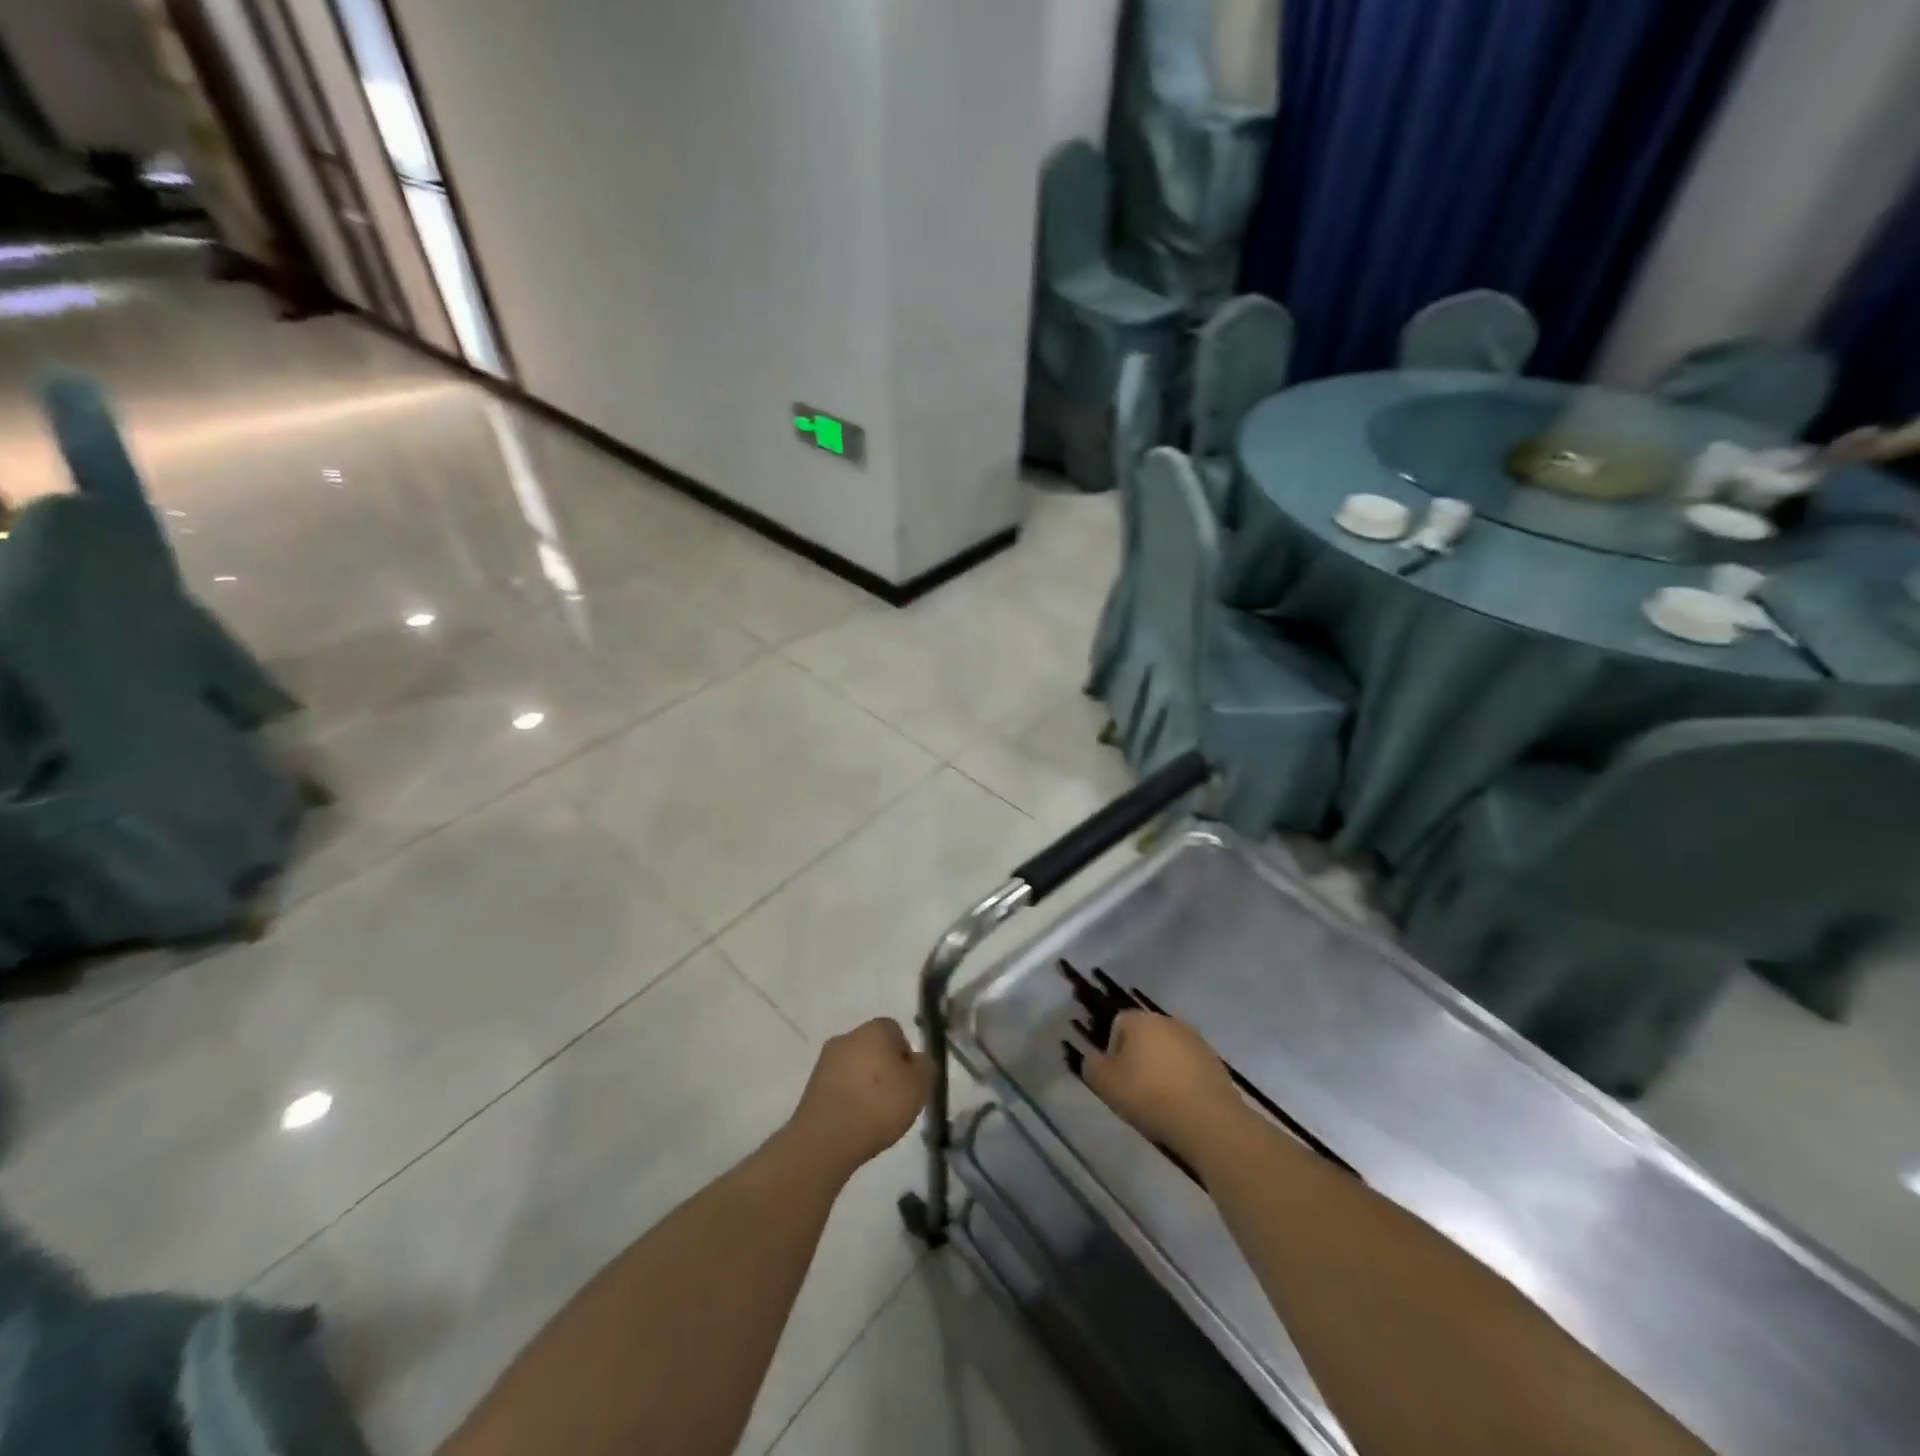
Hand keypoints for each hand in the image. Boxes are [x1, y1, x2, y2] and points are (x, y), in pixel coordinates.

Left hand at [788, 1019, 931, 1175]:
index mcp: (875, 1029)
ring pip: (855, 1067)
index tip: (909, 1083)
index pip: (896, 1032)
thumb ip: (925, 1067)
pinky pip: (839, 1086)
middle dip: (884, 1070)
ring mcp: (826, 1060)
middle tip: (894, 1100)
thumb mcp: (919, 1086)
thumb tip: (917, 1060)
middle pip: (873, 1048)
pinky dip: (848, 1099)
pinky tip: (854, 1122)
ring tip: (873, 1116)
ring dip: (864, 1085)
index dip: (905, 1057)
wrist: (826, 1139)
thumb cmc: (879, 1105)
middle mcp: (848, 1036)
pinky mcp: (812, 1085)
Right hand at [1078, 1011, 1246, 1165]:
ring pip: (1168, 1050)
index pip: (1118, 1024)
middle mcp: (1168, 1021)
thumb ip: (1091, 1066)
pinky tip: (1182, 1104)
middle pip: (1145, 1035)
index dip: (1112, 1051)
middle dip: (1138, 1057)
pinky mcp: (1215, 1062)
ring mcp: (1195, 1040)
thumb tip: (1093, 1058)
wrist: (1208, 1120)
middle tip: (1135, 1090)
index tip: (1116, 1078)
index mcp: (1141, 1020)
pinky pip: (1189, 1066)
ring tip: (1161, 1100)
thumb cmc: (1150, 1096)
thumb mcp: (1105, 1085)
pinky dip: (1183, 1080)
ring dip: (1162, 1068)